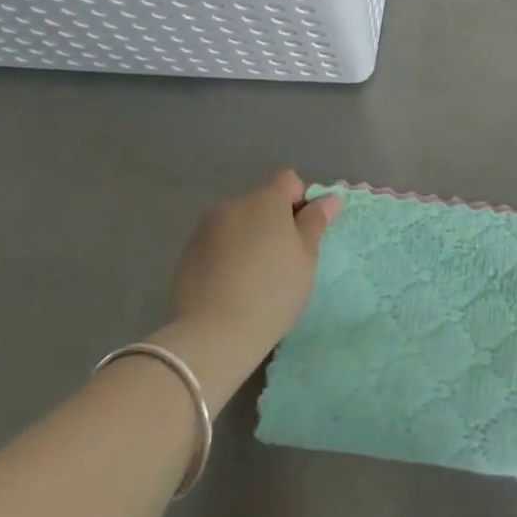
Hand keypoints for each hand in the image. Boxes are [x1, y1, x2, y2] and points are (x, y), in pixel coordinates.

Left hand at [156, 170, 337, 385]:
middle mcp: (233, 205)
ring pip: (238, 224)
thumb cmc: (273, 291)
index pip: (289, 181)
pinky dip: (228, 255)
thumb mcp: (306, 257)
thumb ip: (316, 222)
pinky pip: (218, 244)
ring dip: (249, 238)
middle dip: (274, 222)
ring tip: (254, 276)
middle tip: (283, 259)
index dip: (301, 201)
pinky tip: (232, 286)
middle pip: (262, 202)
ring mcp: (205, 229)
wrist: (213, 335)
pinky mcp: (187, 254)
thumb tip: (330, 198)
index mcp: (266, 200)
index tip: (304, 233)